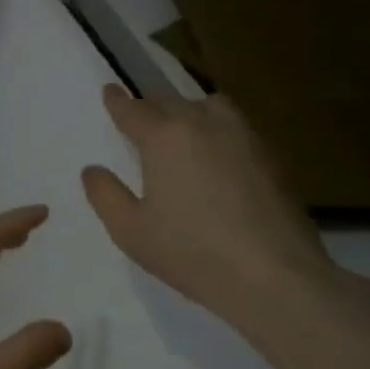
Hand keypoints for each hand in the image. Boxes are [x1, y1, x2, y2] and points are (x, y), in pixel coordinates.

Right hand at [81, 85, 345, 344]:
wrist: (276, 277)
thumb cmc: (192, 253)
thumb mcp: (130, 231)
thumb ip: (105, 195)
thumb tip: (92, 169)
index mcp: (164, 137)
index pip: (133, 109)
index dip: (117, 100)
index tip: (109, 90)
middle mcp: (203, 124)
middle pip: (171, 101)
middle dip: (152, 107)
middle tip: (142, 120)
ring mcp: (244, 137)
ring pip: (211, 106)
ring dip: (191, 111)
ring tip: (185, 131)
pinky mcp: (273, 157)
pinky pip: (238, 128)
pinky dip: (220, 132)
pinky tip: (220, 159)